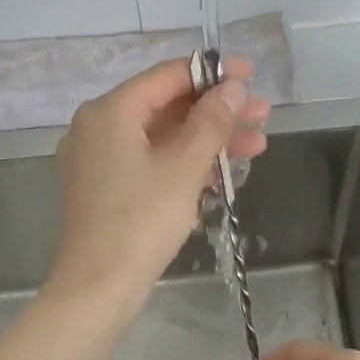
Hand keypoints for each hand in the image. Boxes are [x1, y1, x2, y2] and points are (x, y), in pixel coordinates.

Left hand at [49, 55, 269, 306]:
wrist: (99, 285)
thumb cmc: (142, 220)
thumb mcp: (184, 167)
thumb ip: (211, 121)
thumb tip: (234, 88)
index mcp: (110, 111)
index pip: (167, 77)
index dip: (213, 73)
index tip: (252, 75)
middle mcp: (97, 127)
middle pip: (166, 107)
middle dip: (217, 113)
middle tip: (262, 117)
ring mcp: (97, 160)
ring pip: (160, 138)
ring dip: (207, 141)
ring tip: (255, 148)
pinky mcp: (104, 189)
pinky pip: (148, 163)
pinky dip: (182, 164)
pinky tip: (220, 173)